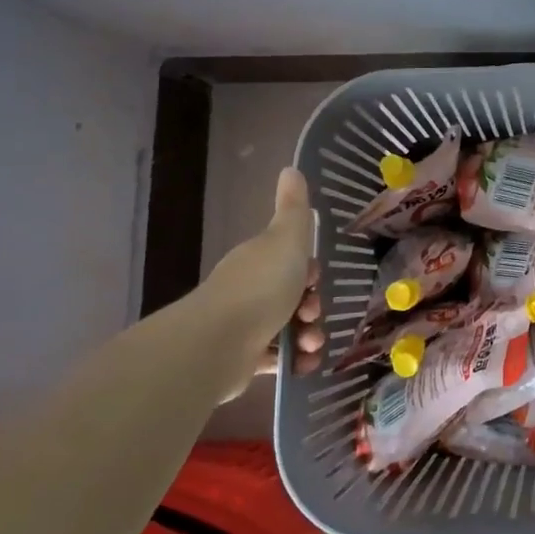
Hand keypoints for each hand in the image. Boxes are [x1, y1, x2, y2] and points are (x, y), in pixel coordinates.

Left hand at [197, 168, 324, 389]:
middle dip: (313, 307)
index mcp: (259, 260)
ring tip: (311, 347)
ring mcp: (245, 326)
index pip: (291, 262)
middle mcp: (250, 290)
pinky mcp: (243, 360)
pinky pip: (277, 359)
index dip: (310, 272)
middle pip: (292, 296)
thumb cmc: (260, 287)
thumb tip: (291, 167)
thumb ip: (294, 208)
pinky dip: (294, 363)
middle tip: (314, 316)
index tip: (316, 280)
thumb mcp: (286, 240)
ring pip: (288, 328)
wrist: (217, 344)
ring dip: (308, 337)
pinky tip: (303, 366)